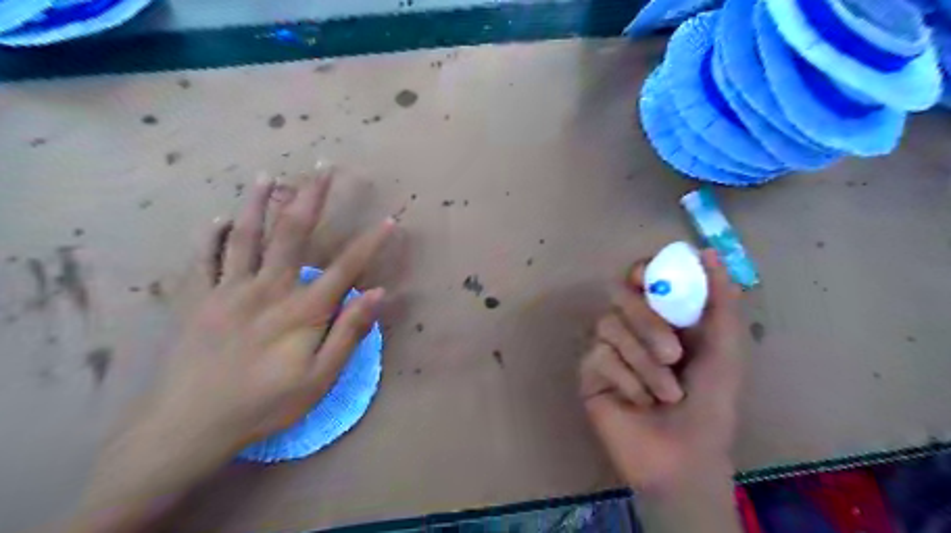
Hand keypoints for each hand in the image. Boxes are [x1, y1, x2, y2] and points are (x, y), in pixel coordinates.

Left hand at [69, 164, 392, 532]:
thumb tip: (378, 294)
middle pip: (293, 233)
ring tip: (268, 176)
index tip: (390, 220)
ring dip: (259, 203)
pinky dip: (213, 235)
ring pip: (246, 235)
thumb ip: (349, 333)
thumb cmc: (266, 404)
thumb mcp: (320, 378)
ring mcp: (229, 290)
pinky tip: (220, 218)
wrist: (190, 425)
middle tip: (323, 168)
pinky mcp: (200, 299)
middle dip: (312, 198)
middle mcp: (268, 288)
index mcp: (302, 309)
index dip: (371, 242)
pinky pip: (205, 258)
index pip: (346, 267)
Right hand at [576, 250, 746, 490]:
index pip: (641, 278)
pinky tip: (639, 403)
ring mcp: (607, 348)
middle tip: (673, 354)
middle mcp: (631, 326)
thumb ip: (720, 301)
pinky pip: (599, 356)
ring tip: (667, 395)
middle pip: (619, 295)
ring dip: (644, 362)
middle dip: (647, 322)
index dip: (643, 271)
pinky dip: (627, 380)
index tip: (649, 279)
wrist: (683, 458)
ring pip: (609, 326)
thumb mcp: (725, 350)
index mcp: (663, 317)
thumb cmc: (711, 405)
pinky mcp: (589, 371)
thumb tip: (709, 252)